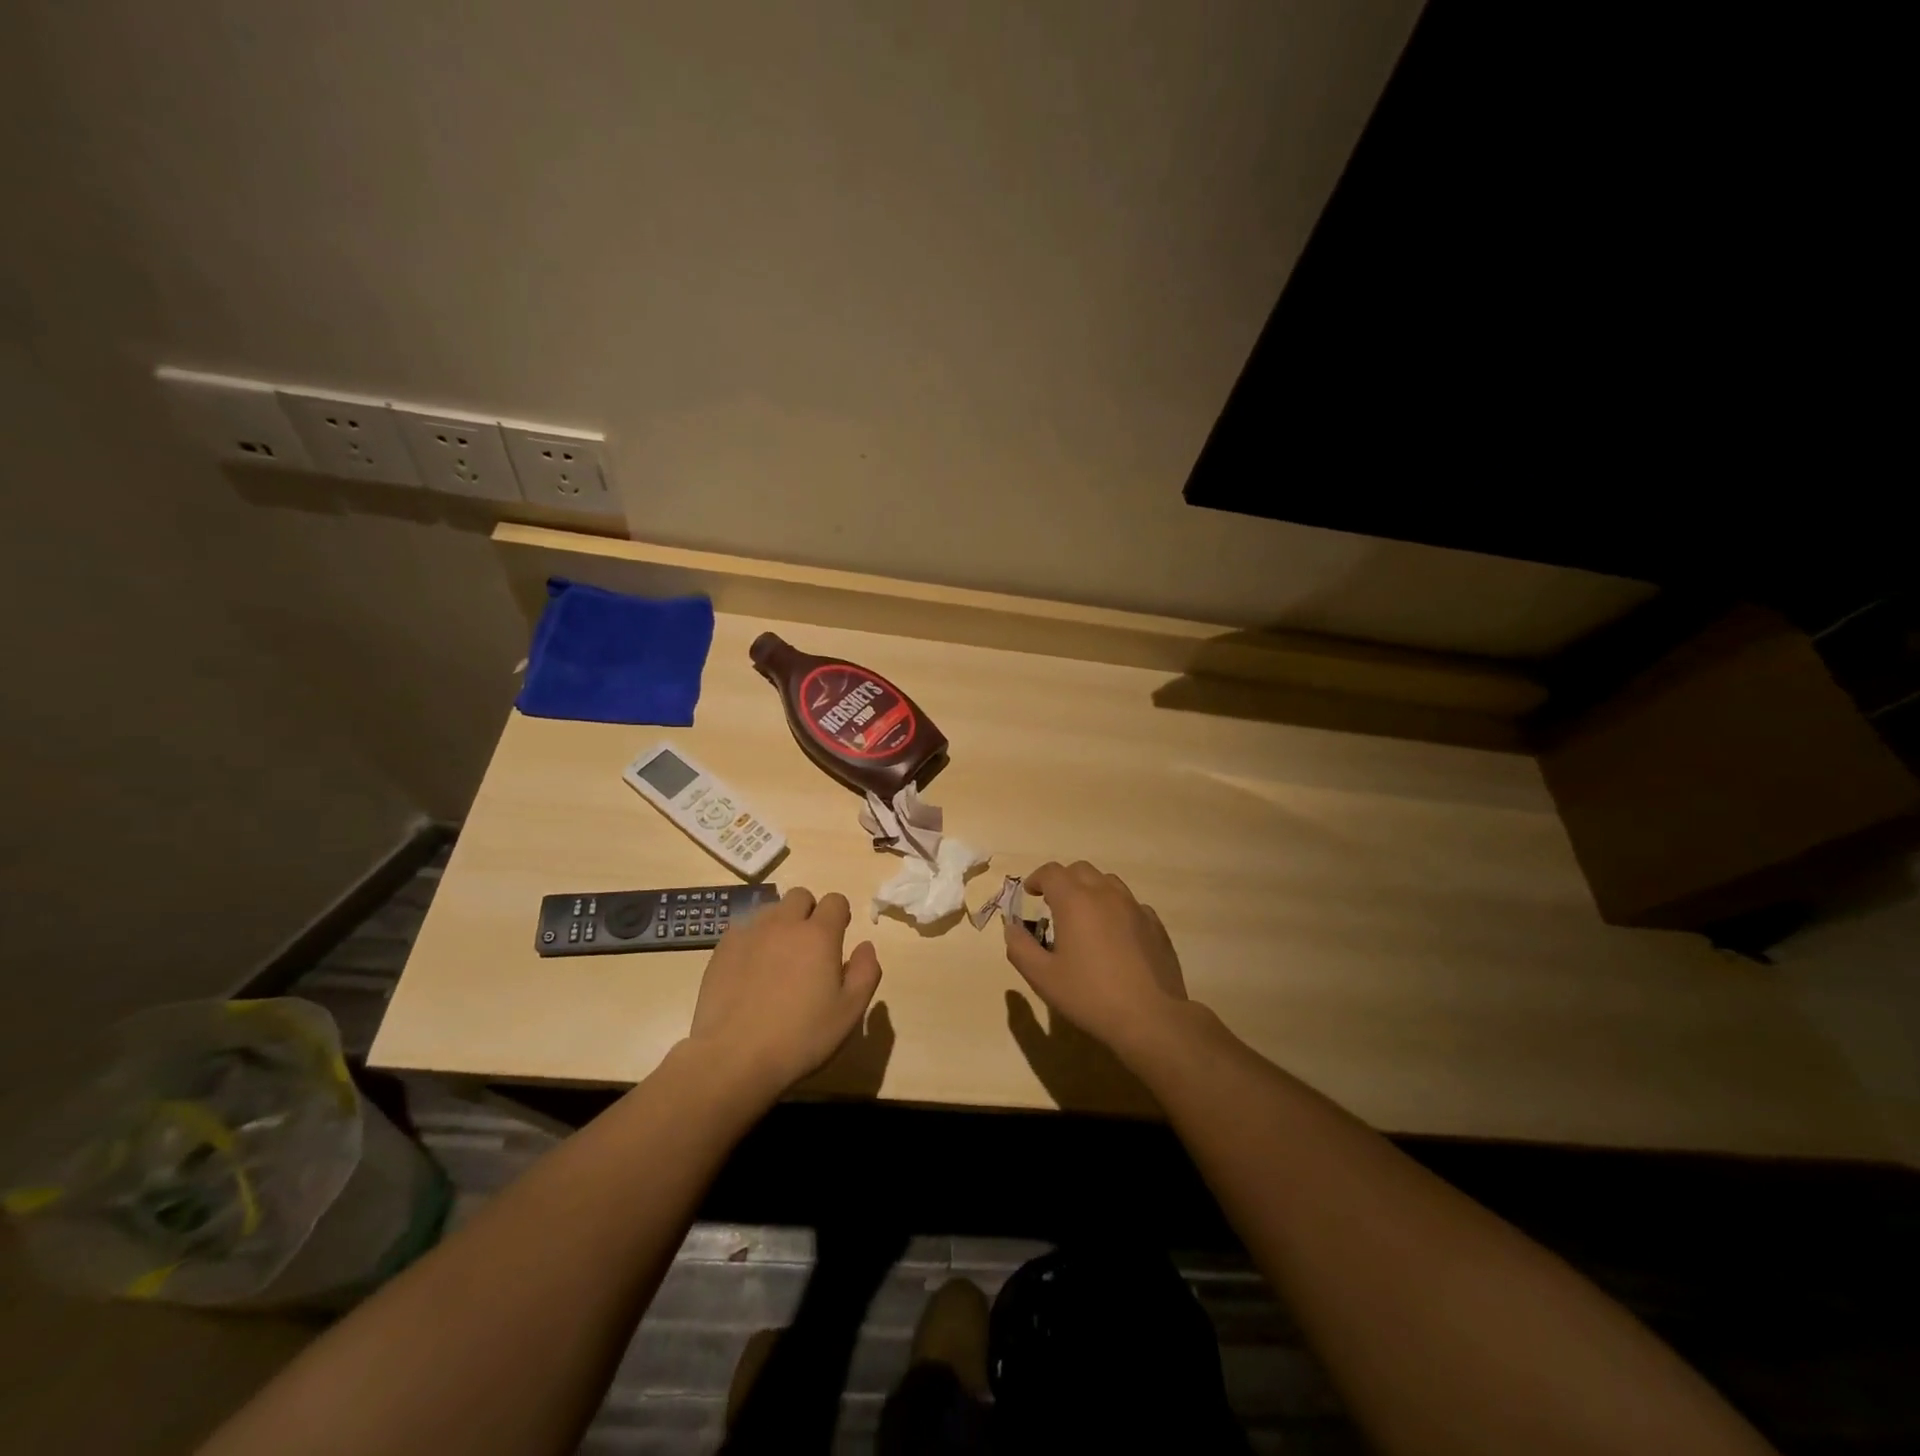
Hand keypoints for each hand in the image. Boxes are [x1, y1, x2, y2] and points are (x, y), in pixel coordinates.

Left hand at [688, 888, 882, 1101]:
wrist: (733, 1058)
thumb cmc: (800, 1037)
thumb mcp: (849, 1012)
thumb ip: (865, 973)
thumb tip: (865, 946)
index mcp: (819, 935)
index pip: (835, 900)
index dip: (840, 915)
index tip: (838, 938)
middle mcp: (784, 924)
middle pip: (801, 897)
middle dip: (809, 912)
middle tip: (809, 947)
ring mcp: (750, 933)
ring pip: (771, 910)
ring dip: (781, 924)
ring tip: (778, 958)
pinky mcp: (722, 948)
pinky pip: (744, 929)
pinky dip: (753, 940)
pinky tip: (751, 970)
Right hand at [1003, 861, 1193, 1066]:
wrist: (1150, 1017)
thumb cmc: (1089, 995)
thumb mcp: (1042, 977)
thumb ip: (1020, 948)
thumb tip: (1011, 927)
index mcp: (1075, 901)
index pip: (1051, 872)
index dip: (1036, 878)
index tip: (1029, 894)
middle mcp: (1105, 894)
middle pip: (1080, 870)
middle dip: (1063, 881)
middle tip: (1054, 905)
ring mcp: (1135, 907)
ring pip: (1108, 882)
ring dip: (1091, 890)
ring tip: (1085, 917)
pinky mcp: (1155, 925)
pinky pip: (1131, 904)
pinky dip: (1116, 909)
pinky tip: (1115, 935)